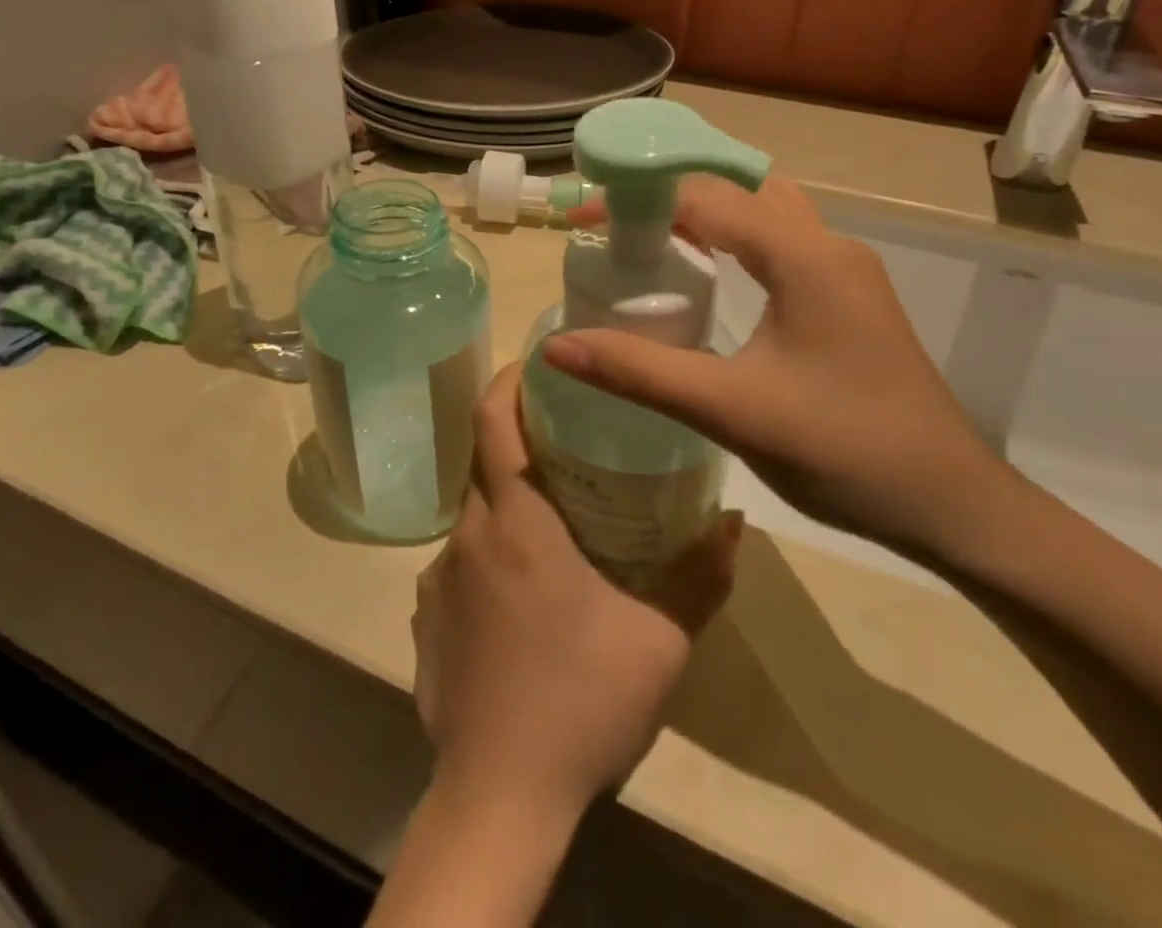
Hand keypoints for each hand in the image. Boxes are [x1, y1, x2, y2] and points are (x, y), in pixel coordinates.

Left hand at [411, 364, 741, 820]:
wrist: (498, 798)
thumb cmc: (582, 702)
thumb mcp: (661, 639)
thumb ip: (702, 574)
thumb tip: (734, 521)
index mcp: (516, 520)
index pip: (492, 419)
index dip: (510, 379)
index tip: (538, 363)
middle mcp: (467, 534)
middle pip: (484, 459)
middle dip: (519, 437)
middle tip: (568, 438)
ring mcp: (438, 576)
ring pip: (474, 512)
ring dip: (509, 501)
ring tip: (557, 522)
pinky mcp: (426, 615)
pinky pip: (460, 560)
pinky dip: (491, 552)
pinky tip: (525, 596)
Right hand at [547, 176, 1021, 566]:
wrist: (952, 505)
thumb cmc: (844, 452)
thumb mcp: (731, 410)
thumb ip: (640, 372)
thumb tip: (557, 346)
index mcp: (803, 256)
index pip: (704, 198)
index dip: (635, 200)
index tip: (580, 220)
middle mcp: (828, 245)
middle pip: (738, 189)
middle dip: (671, 194)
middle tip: (613, 224)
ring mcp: (845, 270)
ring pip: (765, 211)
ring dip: (708, 213)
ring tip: (650, 237)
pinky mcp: (849, 297)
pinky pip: (781, 242)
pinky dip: (735, 239)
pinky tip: (708, 272)